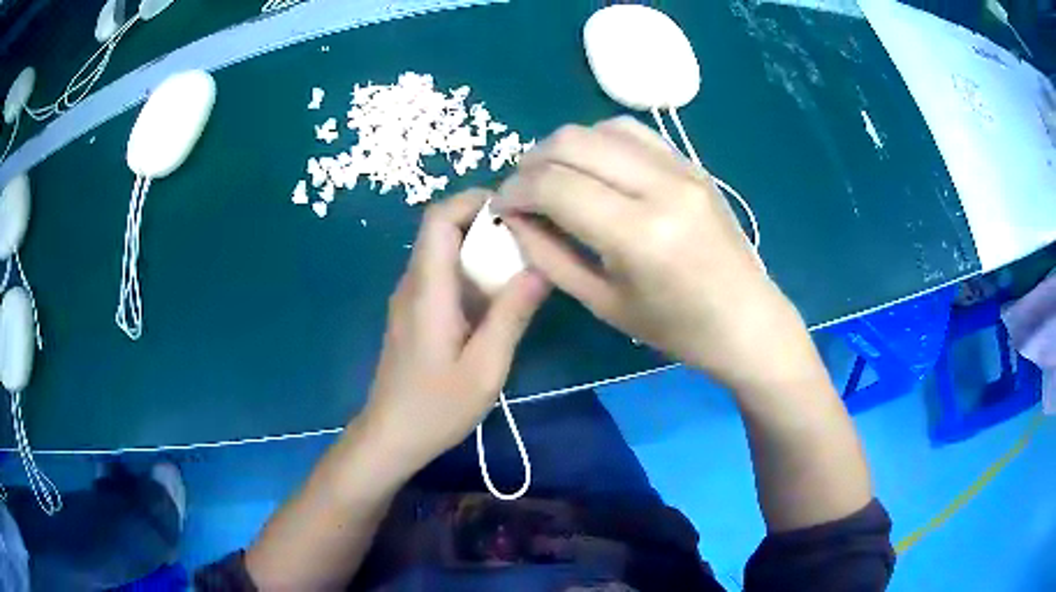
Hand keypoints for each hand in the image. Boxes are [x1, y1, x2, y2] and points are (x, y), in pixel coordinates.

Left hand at [361, 189, 549, 477]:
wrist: (391, 436)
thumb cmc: (436, 408)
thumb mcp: (485, 367)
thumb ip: (512, 314)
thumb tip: (542, 268)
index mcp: (428, 289)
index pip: (439, 218)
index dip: (474, 200)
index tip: (516, 208)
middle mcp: (413, 283)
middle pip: (442, 229)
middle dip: (485, 222)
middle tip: (530, 237)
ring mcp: (410, 298)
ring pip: (443, 251)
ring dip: (480, 247)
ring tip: (523, 262)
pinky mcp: (414, 313)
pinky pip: (442, 275)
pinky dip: (471, 271)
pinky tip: (498, 296)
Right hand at [494, 117, 810, 390]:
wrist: (747, 320)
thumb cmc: (676, 329)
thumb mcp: (603, 303)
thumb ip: (549, 255)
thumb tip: (512, 218)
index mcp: (638, 234)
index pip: (554, 185)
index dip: (514, 191)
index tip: (501, 206)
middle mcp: (660, 186)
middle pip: (572, 142)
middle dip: (531, 162)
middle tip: (522, 192)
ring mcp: (681, 168)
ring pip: (600, 127)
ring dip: (564, 147)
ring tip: (554, 177)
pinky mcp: (692, 164)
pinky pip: (633, 133)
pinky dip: (600, 141)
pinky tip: (594, 168)